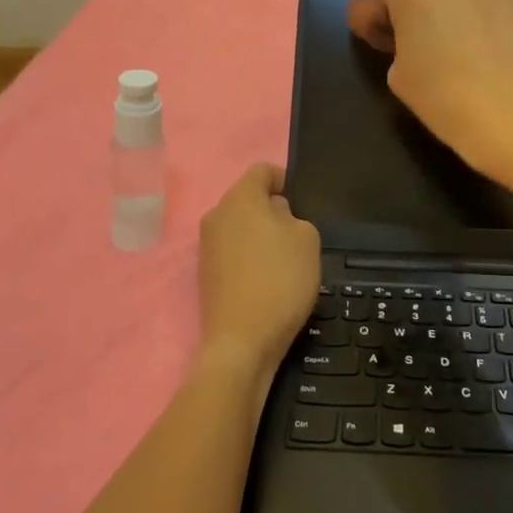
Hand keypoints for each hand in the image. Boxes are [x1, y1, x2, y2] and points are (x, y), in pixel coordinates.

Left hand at [196, 163, 320, 384]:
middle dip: (273, 210)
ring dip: (261, 235)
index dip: (285, 179)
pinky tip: (268, 281)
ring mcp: (206, 246)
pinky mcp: (205, 274)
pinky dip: (249, 258)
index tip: (302, 201)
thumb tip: (275, 217)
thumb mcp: (307, 239)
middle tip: (298, 234)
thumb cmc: (280, 280)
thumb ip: (293, 216)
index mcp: (240, 198)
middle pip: (249, 199)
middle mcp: (216, 215)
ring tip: (285, 260)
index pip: (262, 170)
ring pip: (240, 226)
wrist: (242, 342)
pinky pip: (232, 251)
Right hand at [346, 0, 512, 176]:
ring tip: (457, 49)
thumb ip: (397, 44)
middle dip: (418, 12)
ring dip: (451, 13)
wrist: (506, 112)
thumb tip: (412, 40)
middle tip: (420, 47)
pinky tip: (485, 53)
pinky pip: (486, 7)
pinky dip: (480, 21)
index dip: (379, 19)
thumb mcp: (396, 74)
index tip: (383, 44)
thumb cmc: (440, 94)